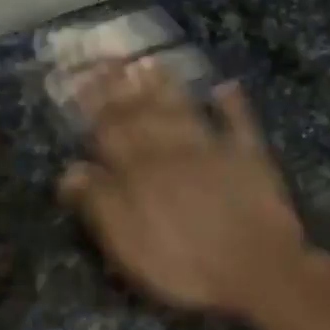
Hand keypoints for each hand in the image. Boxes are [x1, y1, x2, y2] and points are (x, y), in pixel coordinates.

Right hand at [58, 59, 316, 317]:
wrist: (259, 271)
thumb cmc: (186, 266)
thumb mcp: (129, 246)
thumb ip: (100, 204)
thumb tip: (70, 170)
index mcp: (139, 173)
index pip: (109, 131)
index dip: (92, 104)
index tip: (78, 77)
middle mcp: (172, 152)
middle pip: (142, 114)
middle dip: (121, 85)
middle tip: (106, 57)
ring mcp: (214, 150)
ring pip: (183, 110)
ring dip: (165, 86)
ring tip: (149, 62)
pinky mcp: (250, 158)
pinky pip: (239, 123)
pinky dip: (232, 104)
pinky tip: (225, 86)